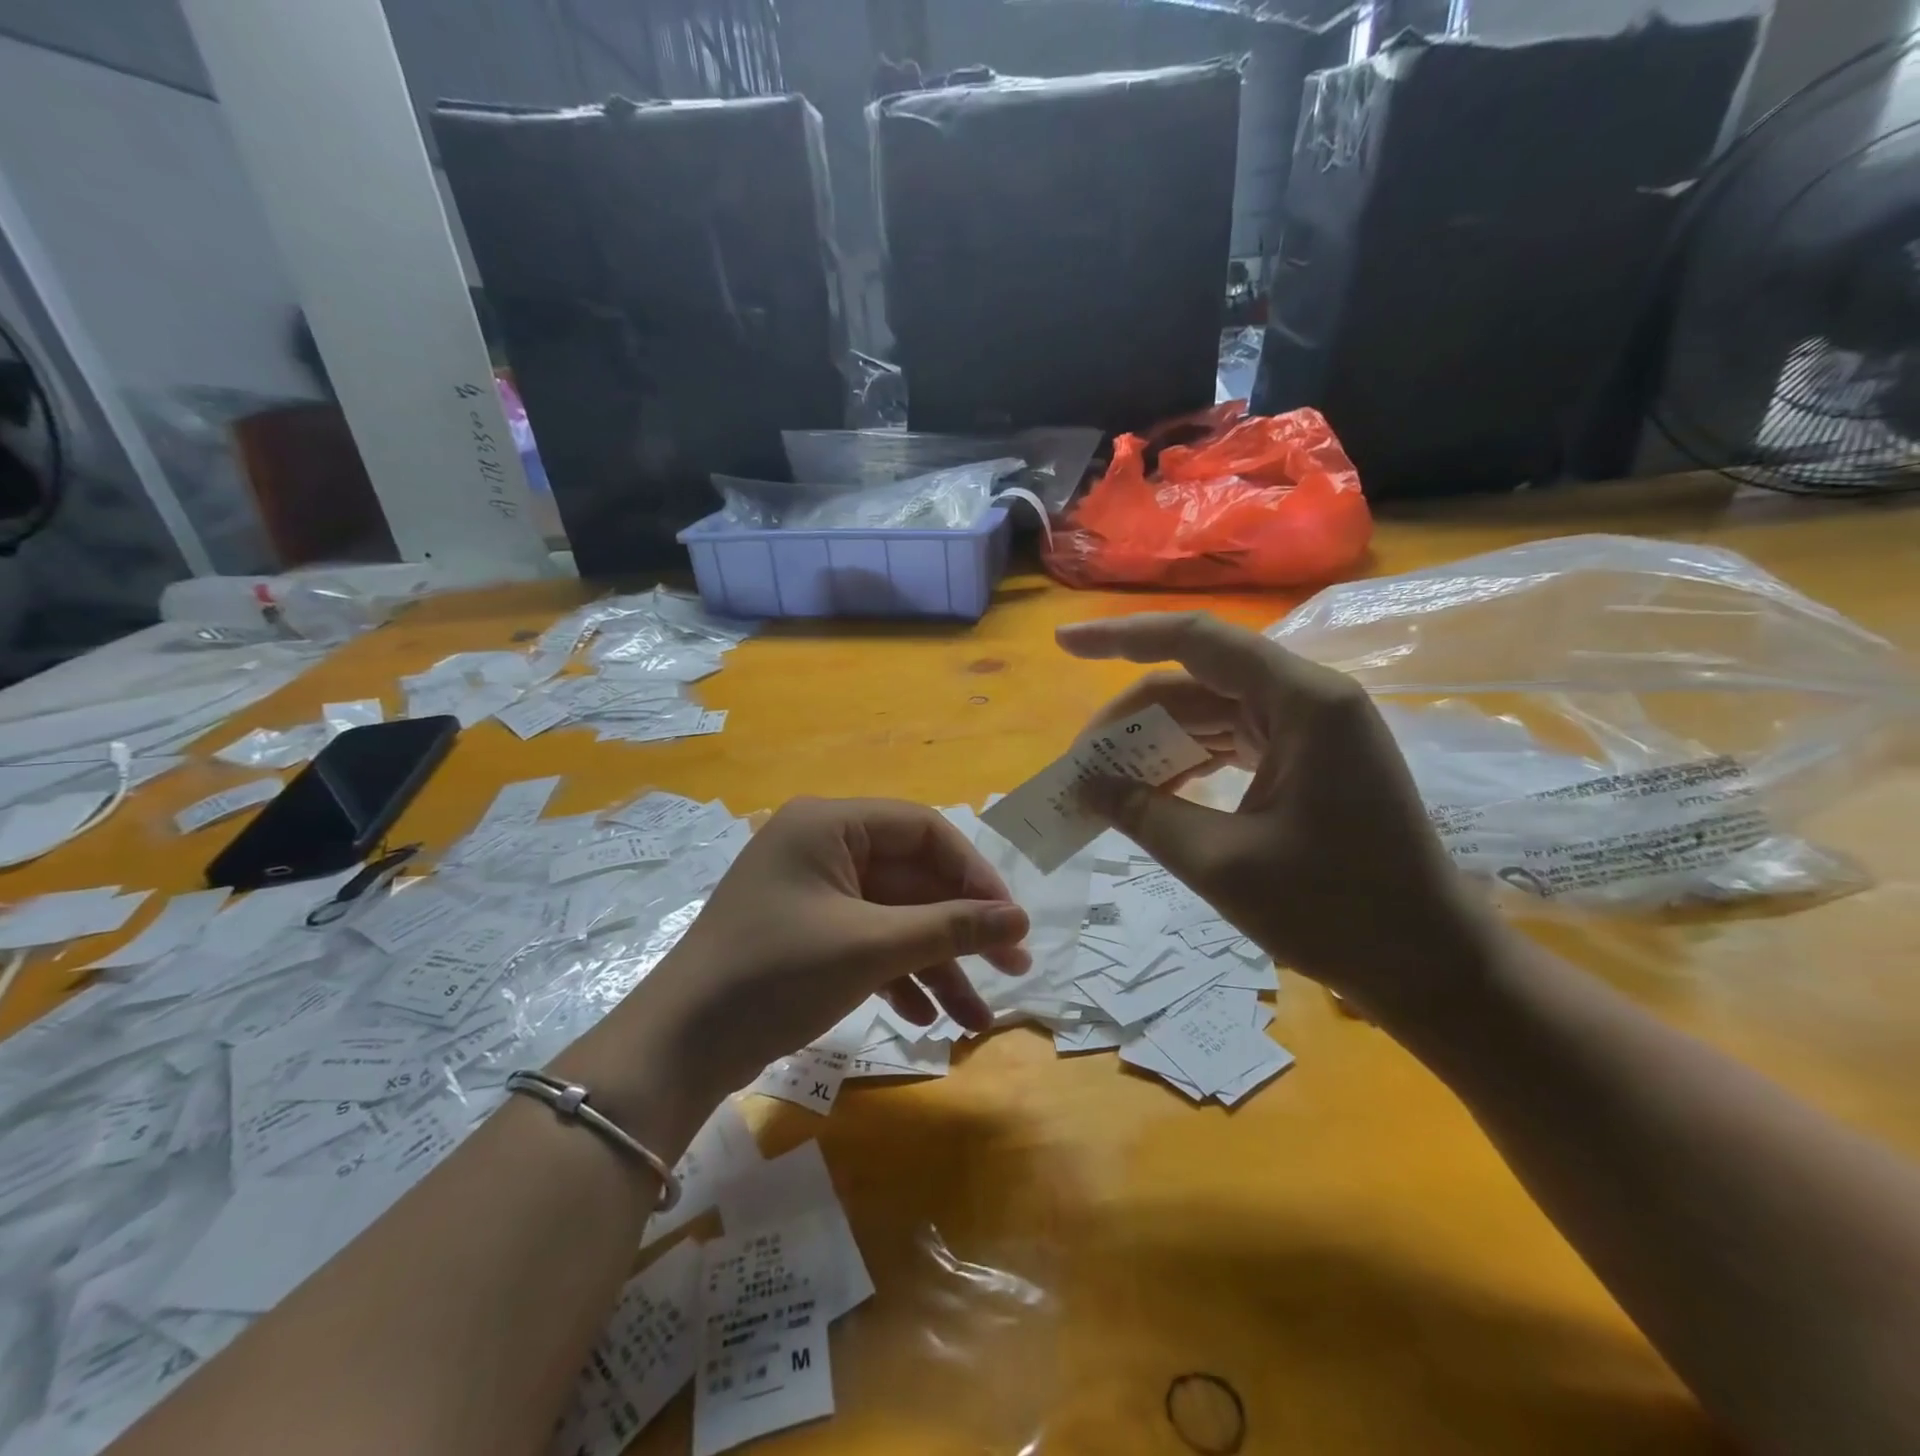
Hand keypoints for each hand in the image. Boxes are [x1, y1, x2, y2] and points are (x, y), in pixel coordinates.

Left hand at [626, 798, 1030, 1105]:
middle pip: (913, 879)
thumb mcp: (870, 947)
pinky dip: (898, 975)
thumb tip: (1019, 920)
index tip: (1010, 921)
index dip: (974, 874)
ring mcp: (813, 893)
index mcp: (830, 825)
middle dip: (961, 930)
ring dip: (935, 963)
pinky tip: (925, 1017)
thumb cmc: (775, 975)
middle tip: (1014, 969)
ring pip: (894, 918)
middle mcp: (823, 848)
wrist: (677, 1049)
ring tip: (975, 1019)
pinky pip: (867, 941)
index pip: (923, 831)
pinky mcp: (806, 934)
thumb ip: (950, 927)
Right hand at [1057, 612, 1494, 1019]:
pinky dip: (1187, 762)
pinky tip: (1151, 791)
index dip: (1121, 638)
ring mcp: (1311, 729)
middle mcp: (1308, 698)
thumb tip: (1082, 783)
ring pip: (1209, 714)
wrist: (1431, 966)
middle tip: (1079, 764)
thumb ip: (1144, 814)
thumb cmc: (1337, 913)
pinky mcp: (1308, 760)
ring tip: (1104, 782)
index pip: (1195, 642)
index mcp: (1302, 701)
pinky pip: (1231, 743)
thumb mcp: (1222, 863)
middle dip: (1131, 719)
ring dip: (1155, 744)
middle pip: (1196, 682)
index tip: (1062, 645)